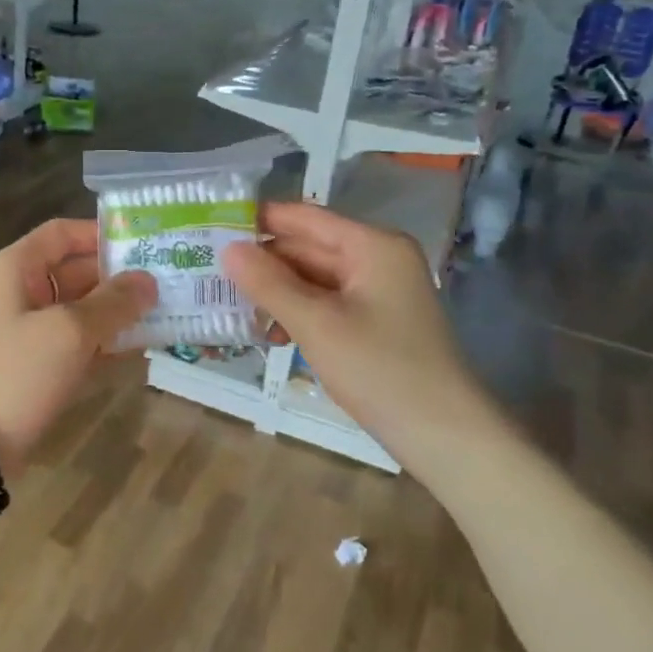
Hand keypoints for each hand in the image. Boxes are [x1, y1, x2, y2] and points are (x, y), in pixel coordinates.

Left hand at [0, 220, 155, 473]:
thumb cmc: (16, 371)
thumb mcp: (70, 331)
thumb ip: (113, 302)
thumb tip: (148, 280)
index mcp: (14, 268)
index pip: (61, 233)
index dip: (102, 234)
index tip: (146, 244)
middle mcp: (16, 292)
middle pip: (73, 271)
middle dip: (118, 278)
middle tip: (169, 283)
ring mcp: (22, 332)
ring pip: (77, 310)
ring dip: (115, 313)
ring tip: (165, 315)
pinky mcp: (31, 366)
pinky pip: (72, 343)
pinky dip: (101, 343)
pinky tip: (139, 349)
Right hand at [222, 202, 472, 450]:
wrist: (442, 432)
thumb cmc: (379, 369)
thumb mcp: (316, 324)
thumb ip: (269, 284)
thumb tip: (228, 248)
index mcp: (372, 246)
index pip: (305, 218)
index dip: (259, 222)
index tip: (211, 229)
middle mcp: (378, 259)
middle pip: (309, 248)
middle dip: (264, 264)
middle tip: (210, 277)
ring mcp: (379, 291)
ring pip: (315, 279)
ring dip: (278, 293)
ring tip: (236, 313)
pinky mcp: (376, 321)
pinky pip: (328, 304)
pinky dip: (299, 314)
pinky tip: (274, 335)